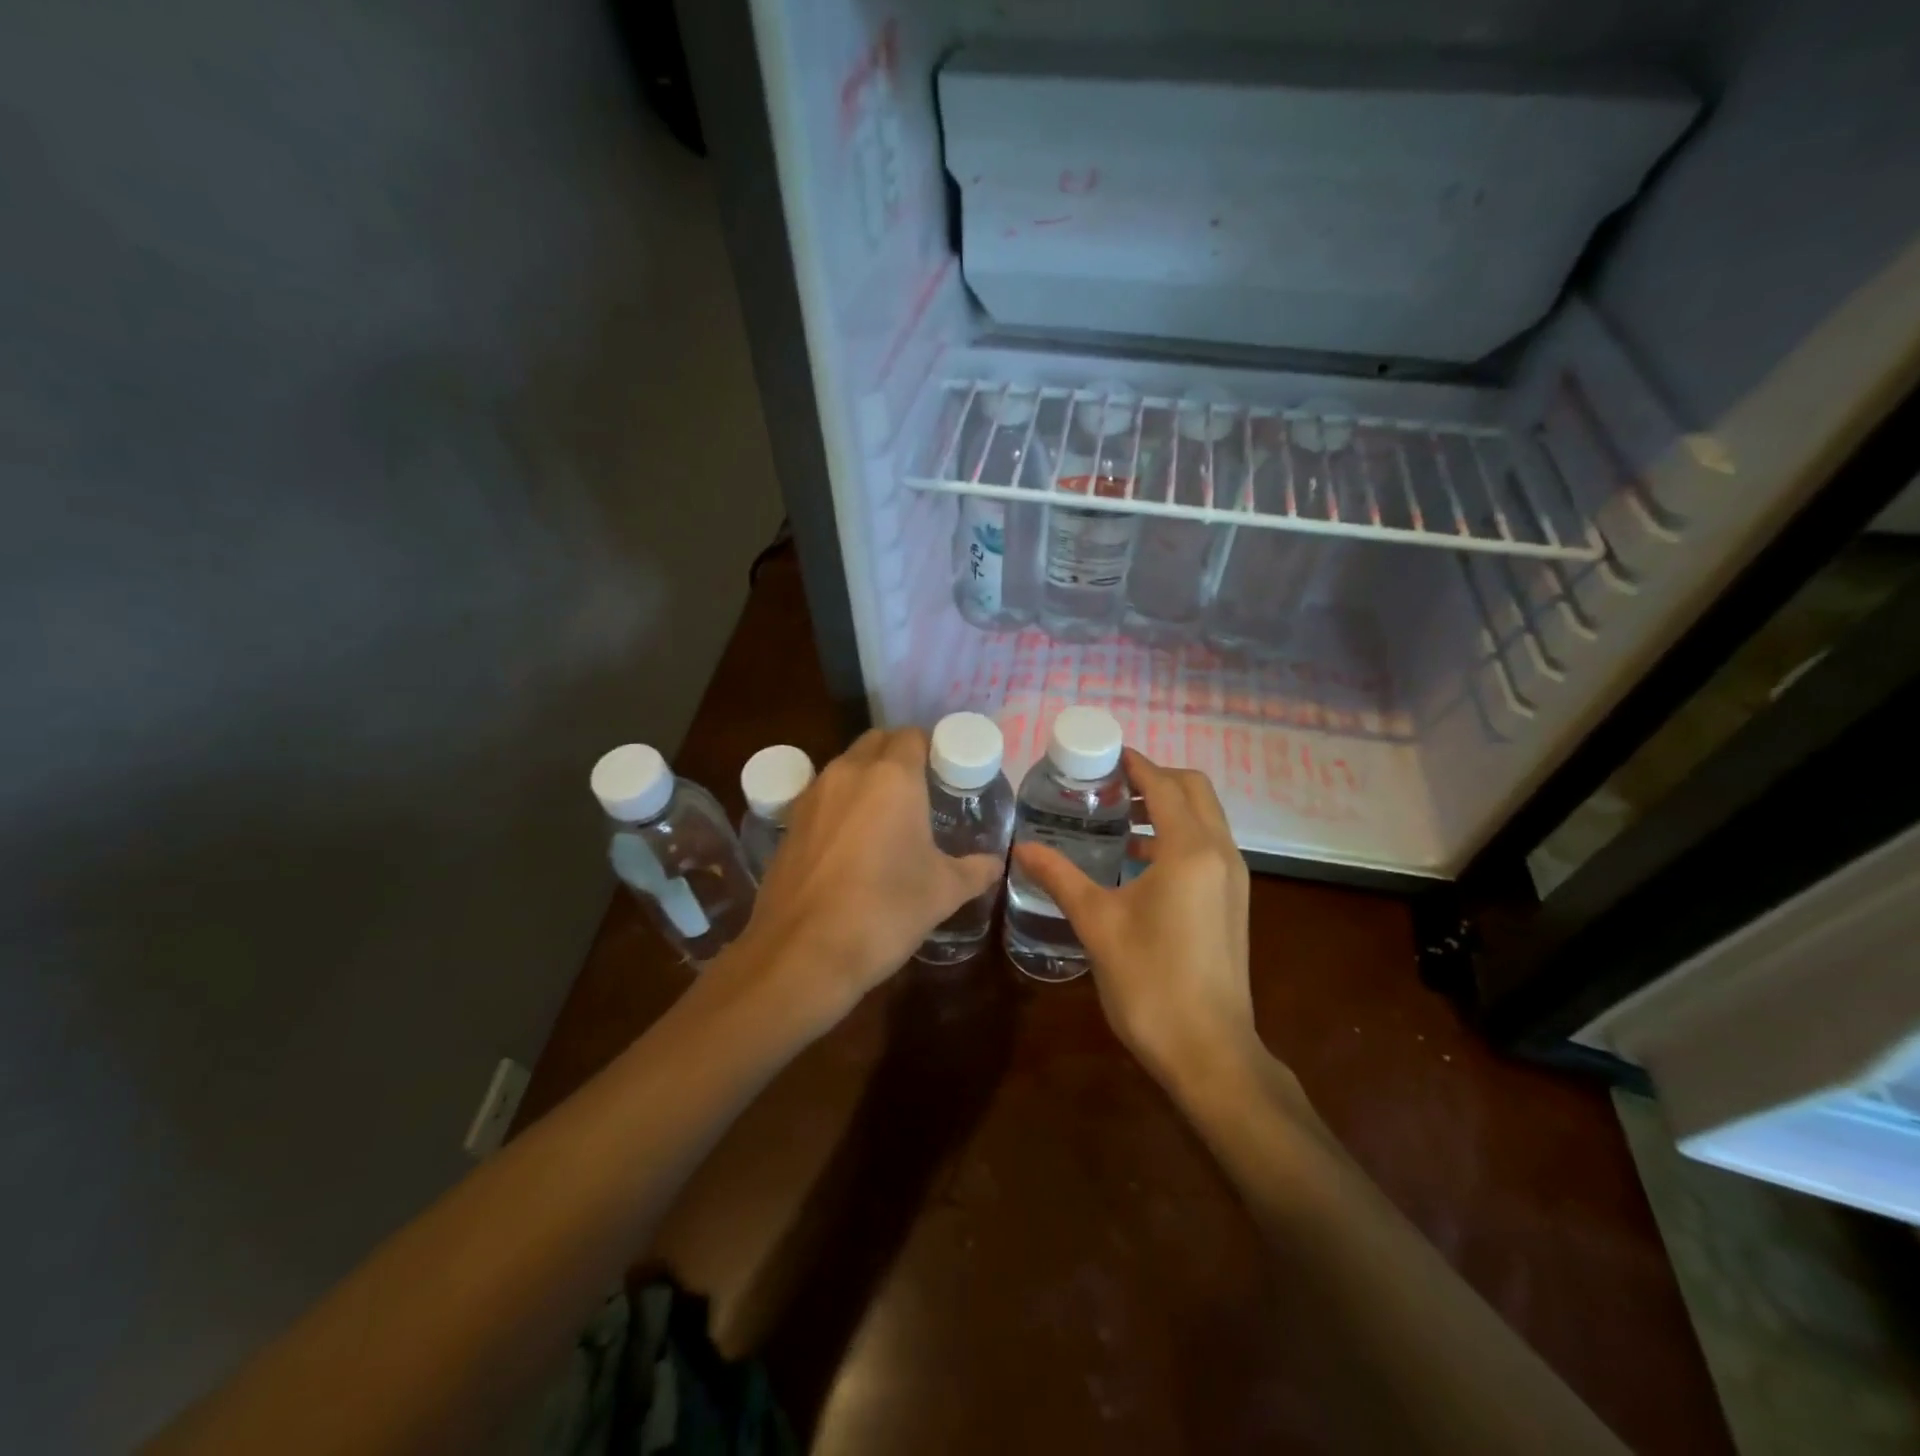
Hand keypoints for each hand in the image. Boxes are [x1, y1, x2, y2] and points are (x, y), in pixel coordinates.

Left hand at [731, 727, 1002, 1031]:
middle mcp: (848, 773)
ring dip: (867, 776)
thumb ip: (974, 871)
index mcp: (892, 777)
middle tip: (921, 788)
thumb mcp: (943, 892)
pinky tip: (852, 841)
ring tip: (888, 814)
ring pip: (845, 766)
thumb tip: (994, 864)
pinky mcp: (788, 823)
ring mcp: (812, 796)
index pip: (913, 736)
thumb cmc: (885, 911)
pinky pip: (822, 796)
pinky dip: (840, 803)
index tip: (946, 770)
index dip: (931, 746)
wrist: (803, 953)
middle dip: (898, 754)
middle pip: (876, 742)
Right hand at [1010, 749, 1267, 1098]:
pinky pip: (1207, 846)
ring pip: (1204, 818)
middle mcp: (1221, 853)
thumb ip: (1059, 877)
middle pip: (1193, 790)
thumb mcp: (1097, 924)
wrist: (1209, 1051)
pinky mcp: (1233, 902)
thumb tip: (1021, 847)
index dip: (1134, 763)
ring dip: (1167, 806)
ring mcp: (1233, 879)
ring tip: (1117, 818)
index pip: (1163, 784)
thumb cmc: (1150, 982)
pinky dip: (1177, 835)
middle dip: (1153, 779)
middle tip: (1107, 785)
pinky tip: (1137, 861)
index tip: (1100, 755)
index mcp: (1190, 850)